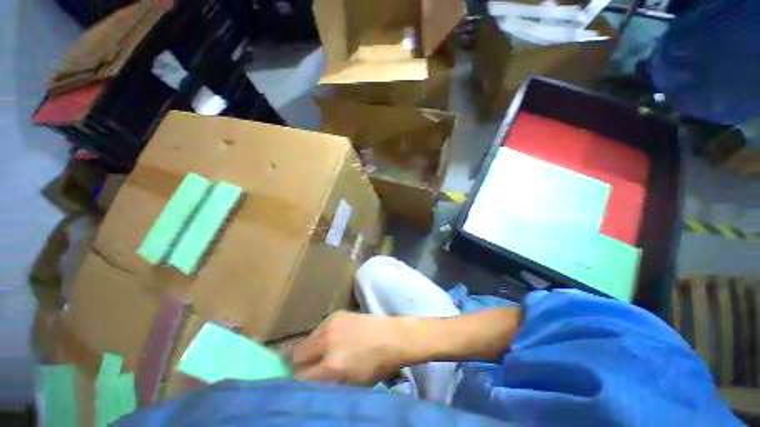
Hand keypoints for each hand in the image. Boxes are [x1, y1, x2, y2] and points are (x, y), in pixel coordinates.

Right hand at [292, 311, 411, 384]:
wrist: (392, 337)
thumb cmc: (376, 366)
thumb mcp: (350, 385)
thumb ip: (326, 385)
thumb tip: (308, 383)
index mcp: (331, 366)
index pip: (299, 377)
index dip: (300, 382)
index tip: (303, 383)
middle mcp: (327, 342)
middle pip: (298, 355)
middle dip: (301, 364)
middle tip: (311, 367)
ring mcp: (331, 325)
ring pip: (307, 339)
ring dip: (310, 348)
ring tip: (322, 352)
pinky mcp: (337, 314)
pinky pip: (319, 328)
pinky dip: (321, 336)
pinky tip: (332, 339)